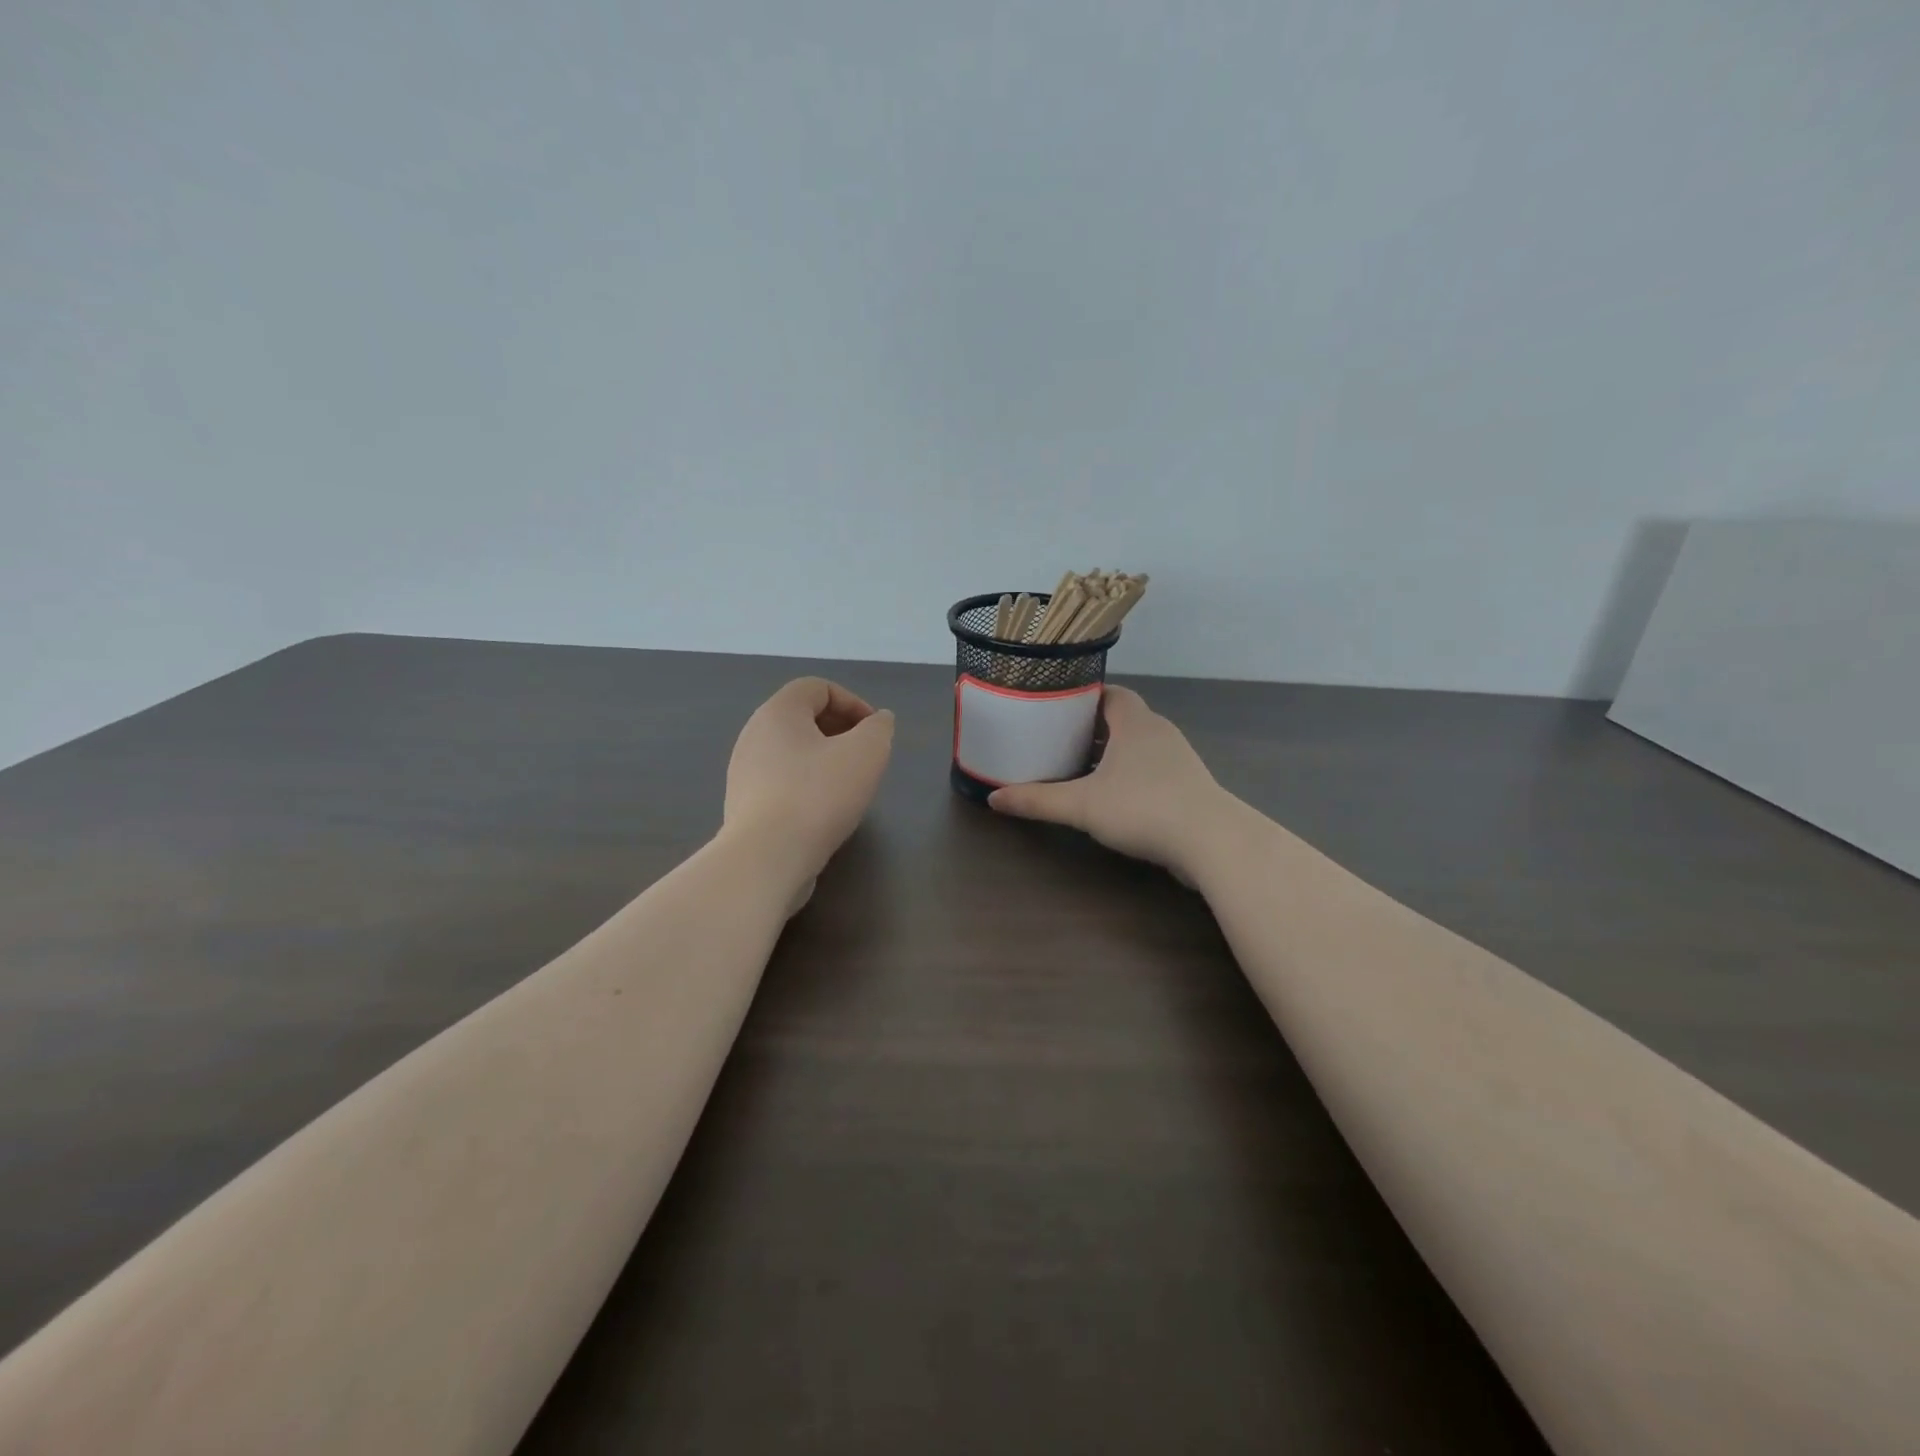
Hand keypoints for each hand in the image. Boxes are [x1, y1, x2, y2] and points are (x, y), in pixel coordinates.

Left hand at [724, 678, 894, 880]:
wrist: (767, 858)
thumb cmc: (820, 794)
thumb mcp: (867, 752)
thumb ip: (879, 728)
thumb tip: (878, 720)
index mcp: (778, 712)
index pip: (817, 687)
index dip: (853, 702)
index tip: (875, 732)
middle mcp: (754, 735)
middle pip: (802, 719)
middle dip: (840, 731)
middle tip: (866, 757)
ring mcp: (744, 772)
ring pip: (792, 753)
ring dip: (824, 761)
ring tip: (849, 786)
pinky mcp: (744, 806)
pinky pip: (781, 783)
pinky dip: (807, 787)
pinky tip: (825, 812)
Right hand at [987, 685, 1229, 880]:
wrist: (1211, 842)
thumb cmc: (1143, 808)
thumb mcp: (1081, 805)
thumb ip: (1038, 800)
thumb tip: (993, 798)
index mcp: (1135, 722)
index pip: (1110, 693)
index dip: (1084, 696)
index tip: (1056, 708)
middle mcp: (1159, 732)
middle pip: (1122, 718)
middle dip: (1091, 728)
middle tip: (1058, 739)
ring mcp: (1178, 759)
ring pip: (1138, 746)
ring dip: (1112, 753)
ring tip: (1078, 767)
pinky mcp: (1188, 786)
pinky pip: (1152, 769)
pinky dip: (1130, 775)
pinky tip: (1112, 796)